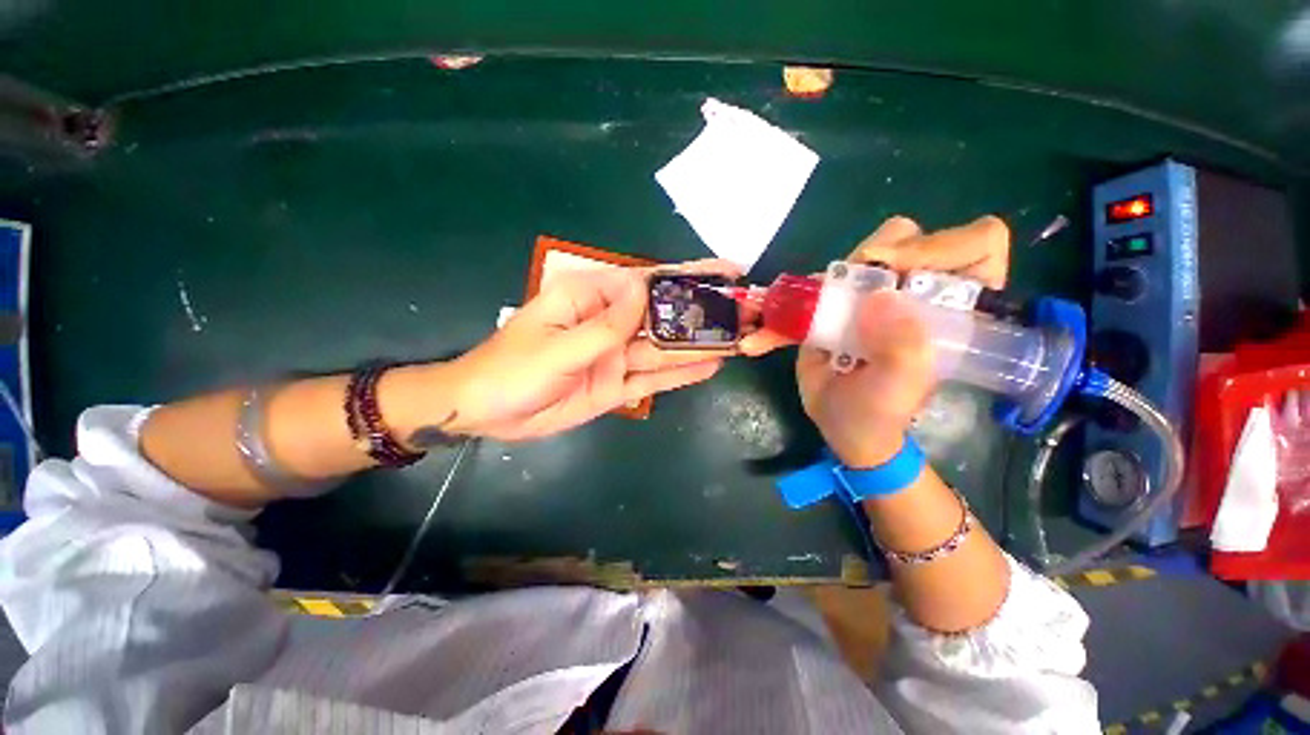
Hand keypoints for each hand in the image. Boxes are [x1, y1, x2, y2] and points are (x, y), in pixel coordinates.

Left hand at [444, 261, 737, 440]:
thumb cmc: (512, 369)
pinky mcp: (617, 387)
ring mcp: (616, 357)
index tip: (726, 271)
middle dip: (702, 314)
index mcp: (592, 300)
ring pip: (664, 350)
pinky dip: (680, 374)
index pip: (647, 282)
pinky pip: (653, 380)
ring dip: (698, 345)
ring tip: (738, 340)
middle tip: (745, 312)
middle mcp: (610, 325)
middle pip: (663, 317)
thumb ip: (605, 324)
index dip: (687, 276)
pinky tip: (709, 367)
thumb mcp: (559, 345)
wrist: (488, 413)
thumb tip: (643, 288)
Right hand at [798, 216, 1010, 465]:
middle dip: (879, 253)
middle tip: (854, 282)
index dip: (944, 244)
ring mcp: (872, 295)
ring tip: (814, 306)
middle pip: (908, 237)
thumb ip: (902, 347)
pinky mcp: (836, 304)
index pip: (977, 244)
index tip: (899, 270)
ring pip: (860, 254)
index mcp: (953, 307)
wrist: (841, 425)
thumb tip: (879, 295)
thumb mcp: (899, 388)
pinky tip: (773, 327)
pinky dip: (793, 301)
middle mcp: (915, 291)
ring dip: (836, 273)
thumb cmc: (881, 412)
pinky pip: (818, 285)